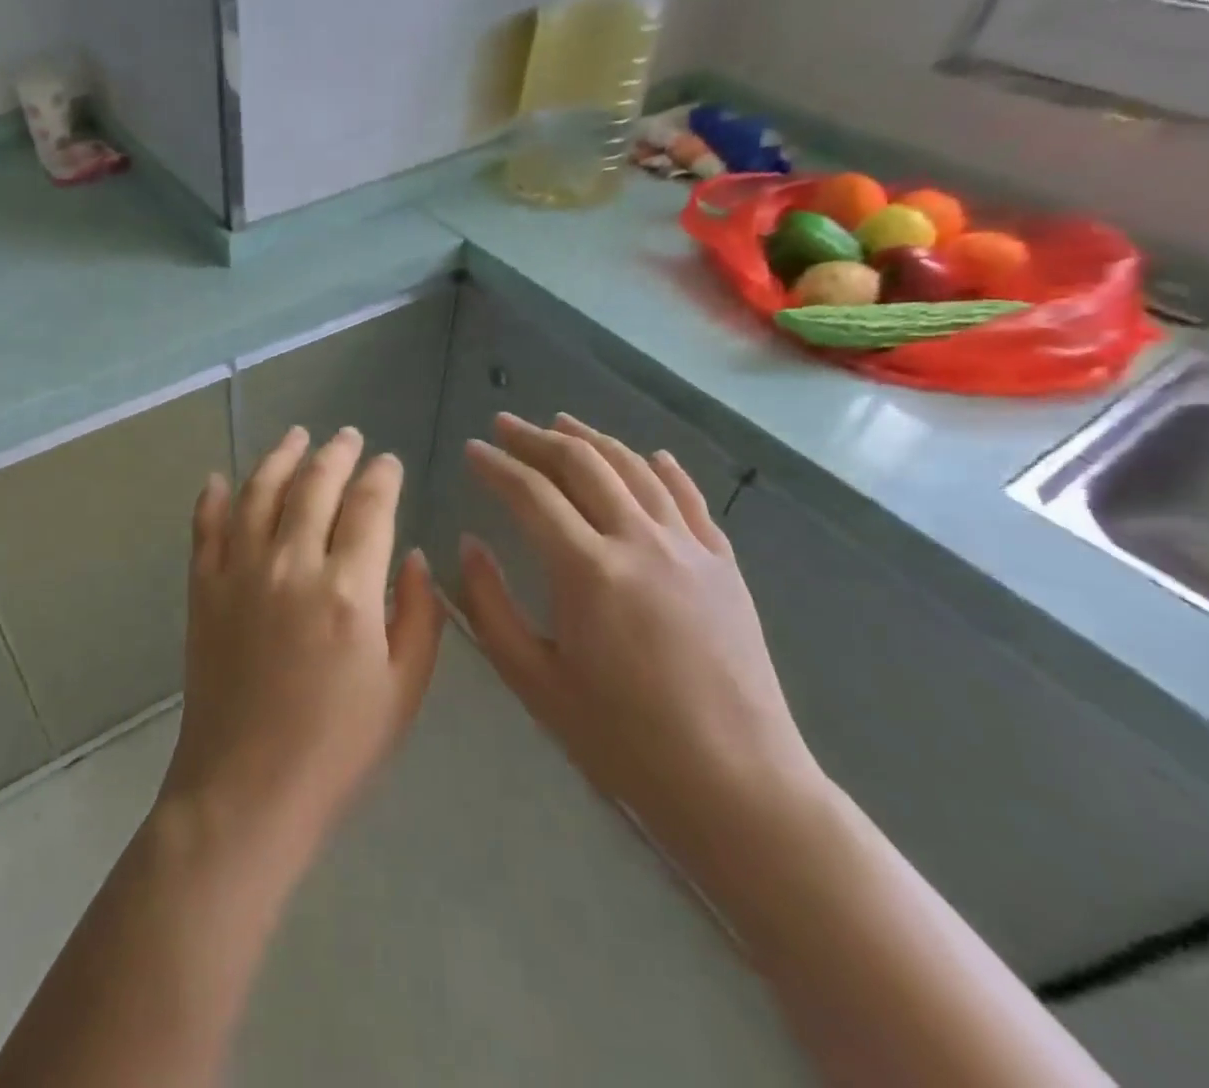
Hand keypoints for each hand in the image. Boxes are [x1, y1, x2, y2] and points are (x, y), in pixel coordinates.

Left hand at [159, 426, 444, 855]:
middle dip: (336, 453)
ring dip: (280, 457)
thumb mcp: (404, 690)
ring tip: (296, 436)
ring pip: (259, 491)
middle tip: (348, 437)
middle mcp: (291, 564)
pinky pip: (205, 527)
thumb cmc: (337, 749)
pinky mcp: (203, 589)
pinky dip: (212, 498)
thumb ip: (420, 614)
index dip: (383, 476)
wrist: (246, 791)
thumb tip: (414, 556)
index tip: (390, 462)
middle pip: (315, 485)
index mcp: (349, 589)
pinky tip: (219, 479)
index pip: (370, 506)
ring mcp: (240, 572)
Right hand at [459, 412, 815, 845]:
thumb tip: (470, 543)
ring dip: (593, 440)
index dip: (495, 465)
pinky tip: (649, 455)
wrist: (738, 784)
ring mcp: (689, 549)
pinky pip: (690, 499)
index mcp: (587, 571)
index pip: (530, 493)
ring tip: (561, 424)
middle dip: (536, 438)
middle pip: (582, 465)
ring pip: (635, 469)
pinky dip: (663, 468)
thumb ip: (490, 606)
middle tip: (504, 425)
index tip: (470, 450)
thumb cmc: (622, 740)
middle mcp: (639, 542)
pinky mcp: (724, 566)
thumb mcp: (534, 680)